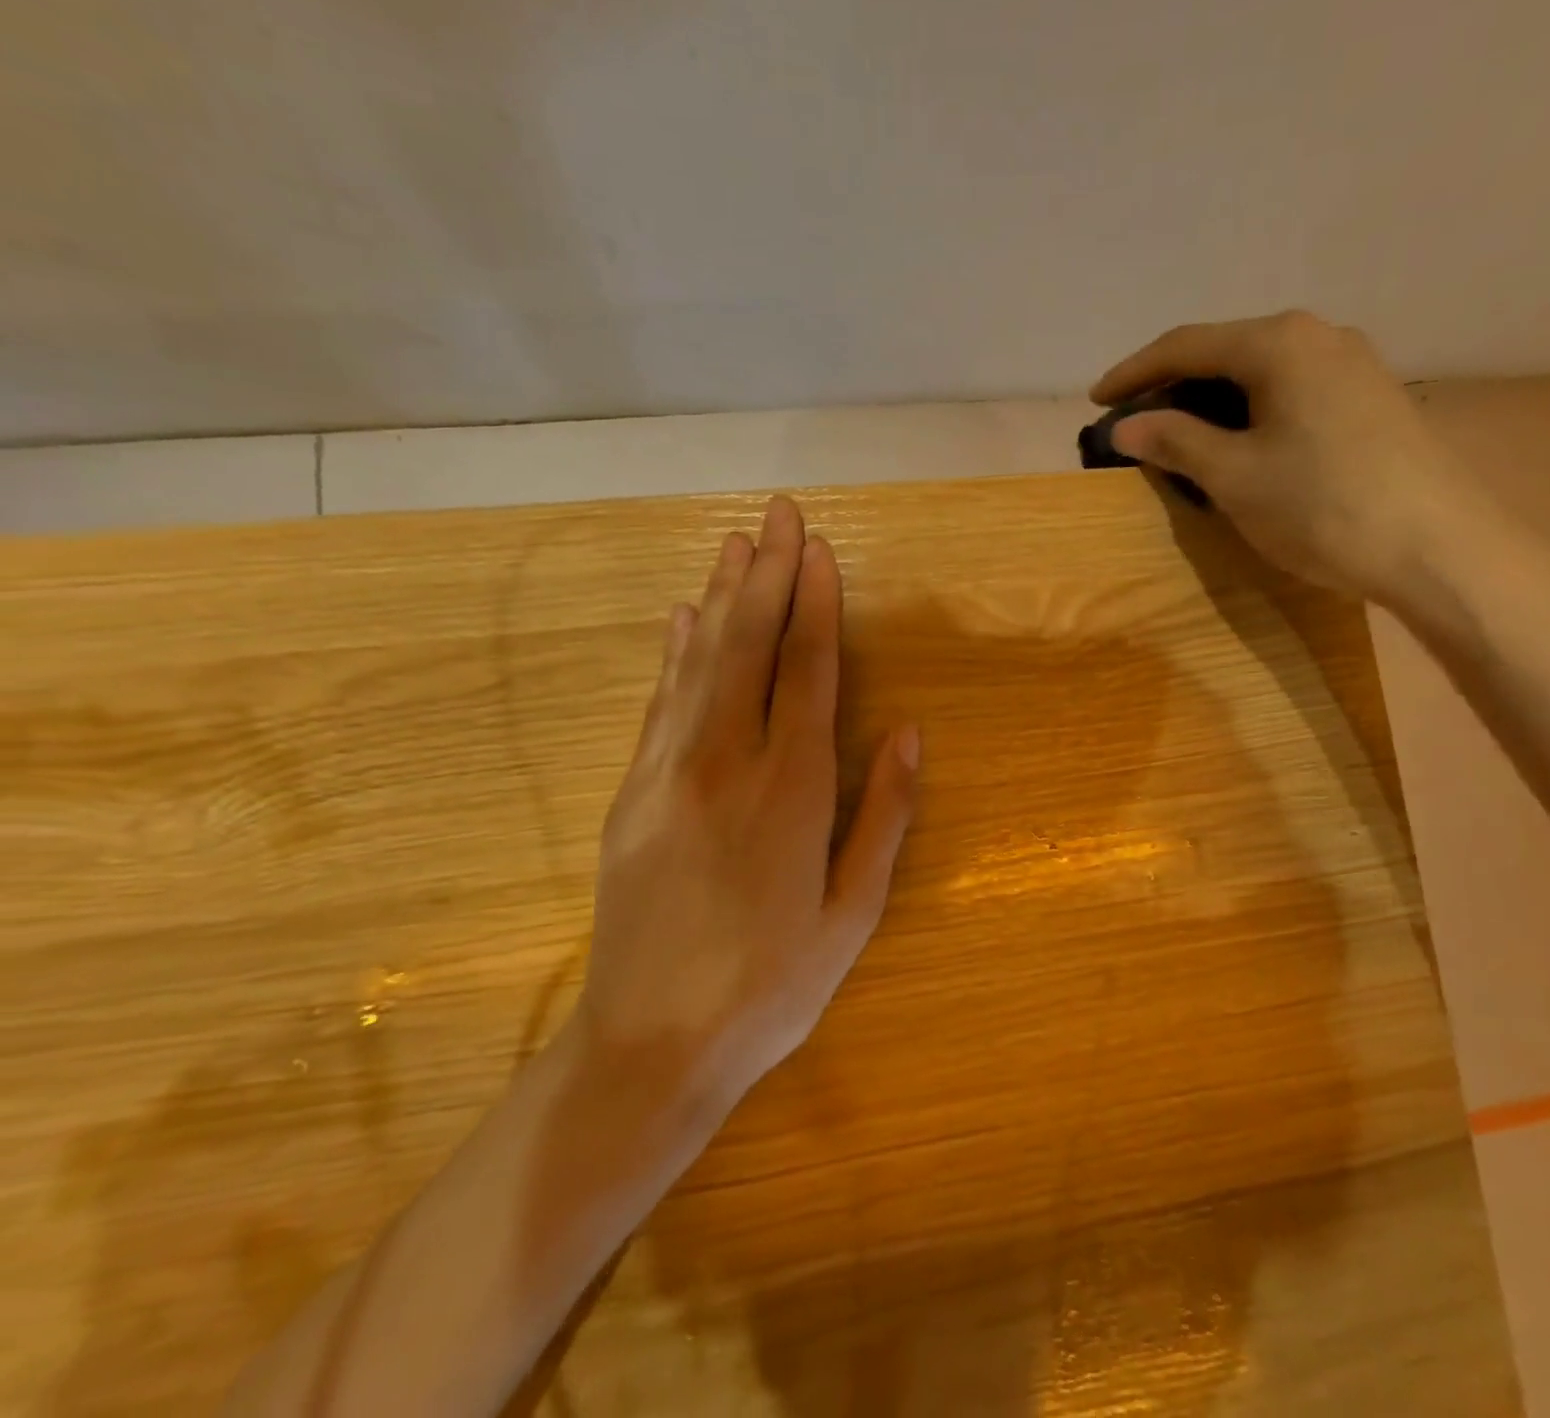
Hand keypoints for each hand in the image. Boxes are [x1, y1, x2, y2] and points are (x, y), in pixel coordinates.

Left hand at [576, 496, 918, 1104]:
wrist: (649, 1046)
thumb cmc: (771, 986)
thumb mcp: (852, 912)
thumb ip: (883, 814)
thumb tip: (907, 731)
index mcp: (790, 790)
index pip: (806, 670)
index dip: (815, 604)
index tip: (820, 551)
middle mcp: (724, 763)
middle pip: (747, 646)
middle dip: (767, 574)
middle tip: (779, 513)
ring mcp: (667, 773)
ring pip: (697, 662)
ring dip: (720, 596)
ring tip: (736, 543)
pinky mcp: (631, 793)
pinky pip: (659, 702)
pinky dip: (674, 652)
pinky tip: (680, 618)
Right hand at [1093, 311, 1496, 602]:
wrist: (1436, 546)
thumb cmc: (1321, 506)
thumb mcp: (1234, 476)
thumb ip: (1175, 441)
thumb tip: (1125, 426)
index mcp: (1278, 343)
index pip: (1185, 345)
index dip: (1133, 373)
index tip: (1096, 402)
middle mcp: (1318, 335)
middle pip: (1225, 352)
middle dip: (1172, 387)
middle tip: (1135, 426)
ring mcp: (1352, 364)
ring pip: (1260, 373)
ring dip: (1211, 402)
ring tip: (1179, 438)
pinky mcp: (1370, 398)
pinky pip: (1290, 391)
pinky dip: (1250, 412)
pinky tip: (1240, 444)